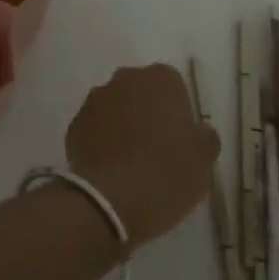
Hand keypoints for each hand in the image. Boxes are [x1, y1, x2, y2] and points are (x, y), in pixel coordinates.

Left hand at [65, 63, 219, 250]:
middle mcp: (126, 78)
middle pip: (141, 93)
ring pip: (115, 109)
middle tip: (156, 151)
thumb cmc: (167, 172)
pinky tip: (110, 171)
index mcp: (161, 78)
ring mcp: (96, 99)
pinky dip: (102, 144)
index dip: (177, 114)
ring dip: (122, 127)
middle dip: (147, 114)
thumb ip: (203, 137)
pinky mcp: (75, 124)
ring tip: (131, 164)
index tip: (180, 142)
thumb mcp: (202, 158)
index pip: (173, 87)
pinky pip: (94, 130)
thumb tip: (198, 133)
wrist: (112, 201)